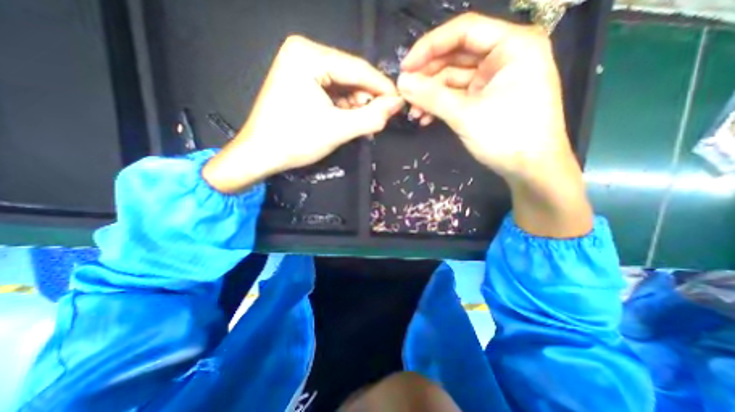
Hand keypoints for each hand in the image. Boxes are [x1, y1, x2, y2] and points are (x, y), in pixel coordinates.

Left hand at [203, 35, 404, 193]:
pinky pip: (332, 91)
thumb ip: (370, 117)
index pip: (357, 68)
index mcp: (308, 55)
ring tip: (365, 124)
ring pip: (343, 85)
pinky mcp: (301, 82)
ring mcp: (301, 67)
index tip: (400, 103)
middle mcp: (304, 53)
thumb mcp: (337, 129)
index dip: (382, 87)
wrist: (261, 154)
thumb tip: (397, 104)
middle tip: (381, 120)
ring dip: (357, 105)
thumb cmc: (295, 141)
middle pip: (350, 75)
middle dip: (367, 99)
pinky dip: (344, 107)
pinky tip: (350, 120)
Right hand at [396, 14, 590, 238]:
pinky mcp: (487, 98)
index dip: (429, 47)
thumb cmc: (507, 137)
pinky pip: (458, 95)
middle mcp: (504, 56)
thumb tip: (401, 82)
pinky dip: (441, 105)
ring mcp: (494, 79)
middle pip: (456, 56)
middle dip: (428, 77)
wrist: (531, 169)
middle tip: (405, 94)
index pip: (464, 31)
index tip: (405, 68)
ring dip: (431, 95)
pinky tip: (425, 118)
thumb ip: (432, 96)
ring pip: (454, 79)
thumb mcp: (465, 115)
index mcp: (512, 45)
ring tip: (413, 113)